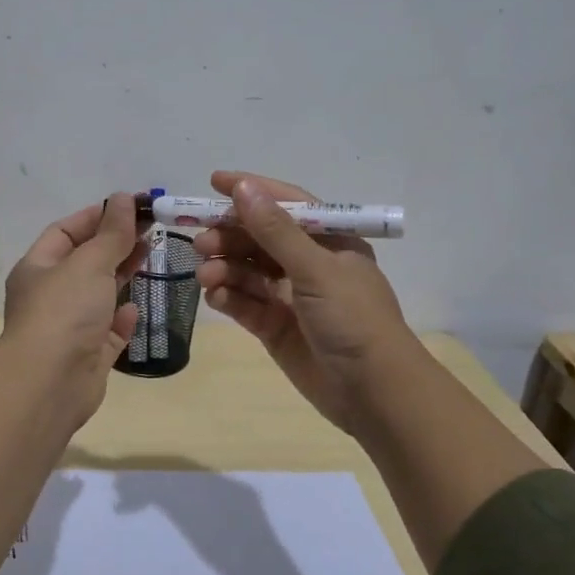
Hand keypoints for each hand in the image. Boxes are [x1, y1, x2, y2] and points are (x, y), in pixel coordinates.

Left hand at [0, 194, 147, 424]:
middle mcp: (49, 296)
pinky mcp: (87, 356)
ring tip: (151, 258)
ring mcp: (68, 327)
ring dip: (121, 277)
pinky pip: (107, 331)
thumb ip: (111, 233)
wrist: (49, 383)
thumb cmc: (64, 312)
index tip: (131, 207)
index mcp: (38, 268)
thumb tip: (123, 198)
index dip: (97, 216)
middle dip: (115, 244)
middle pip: (85, 262)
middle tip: (151, 230)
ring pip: (98, 295)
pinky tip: (136, 309)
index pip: (65, 231)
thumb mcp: (89, 263)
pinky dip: (121, 319)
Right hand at [193, 171, 416, 431]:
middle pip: (260, 238)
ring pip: (248, 271)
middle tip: (200, 241)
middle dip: (230, 235)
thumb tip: (243, 188)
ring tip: (205, 274)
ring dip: (225, 267)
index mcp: (329, 241)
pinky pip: (245, 303)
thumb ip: (275, 231)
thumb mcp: (315, 268)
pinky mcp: (276, 327)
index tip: (213, 182)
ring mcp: (290, 297)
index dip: (251, 191)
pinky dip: (228, 297)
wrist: (373, 392)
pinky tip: (214, 295)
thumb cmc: (353, 318)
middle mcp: (309, 264)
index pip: (286, 205)